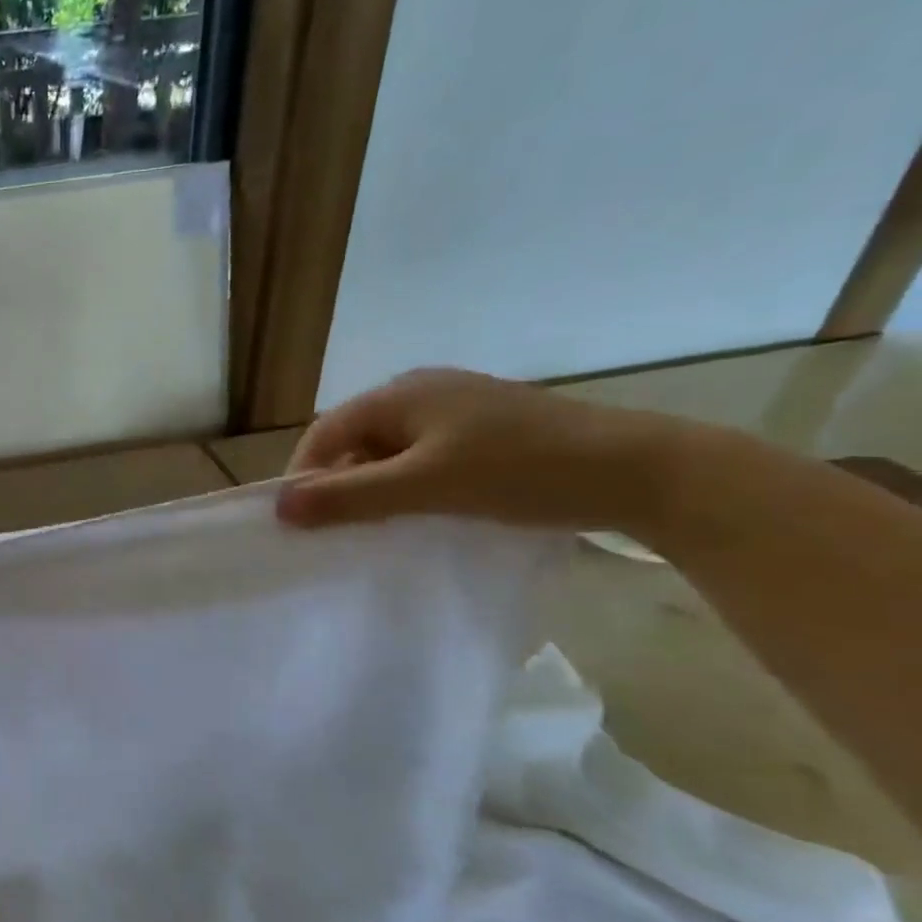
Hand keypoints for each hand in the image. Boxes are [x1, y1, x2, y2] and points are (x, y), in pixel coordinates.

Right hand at [276, 368, 667, 531]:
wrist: (642, 471)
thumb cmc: (521, 471)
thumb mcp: (424, 487)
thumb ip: (348, 496)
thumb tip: (278, 507)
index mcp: (400, 393)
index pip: (324, 433)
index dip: (303, 475)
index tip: (299, 523)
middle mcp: (422, 391)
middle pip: (354, 440)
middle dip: (339, 484)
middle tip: (339, 530)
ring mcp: (458, 408)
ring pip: (389, 451)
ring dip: (375, 488)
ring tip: (381, 526)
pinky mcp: (486, 430)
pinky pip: (424, 457)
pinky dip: (410, 485)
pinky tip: (426, 511)